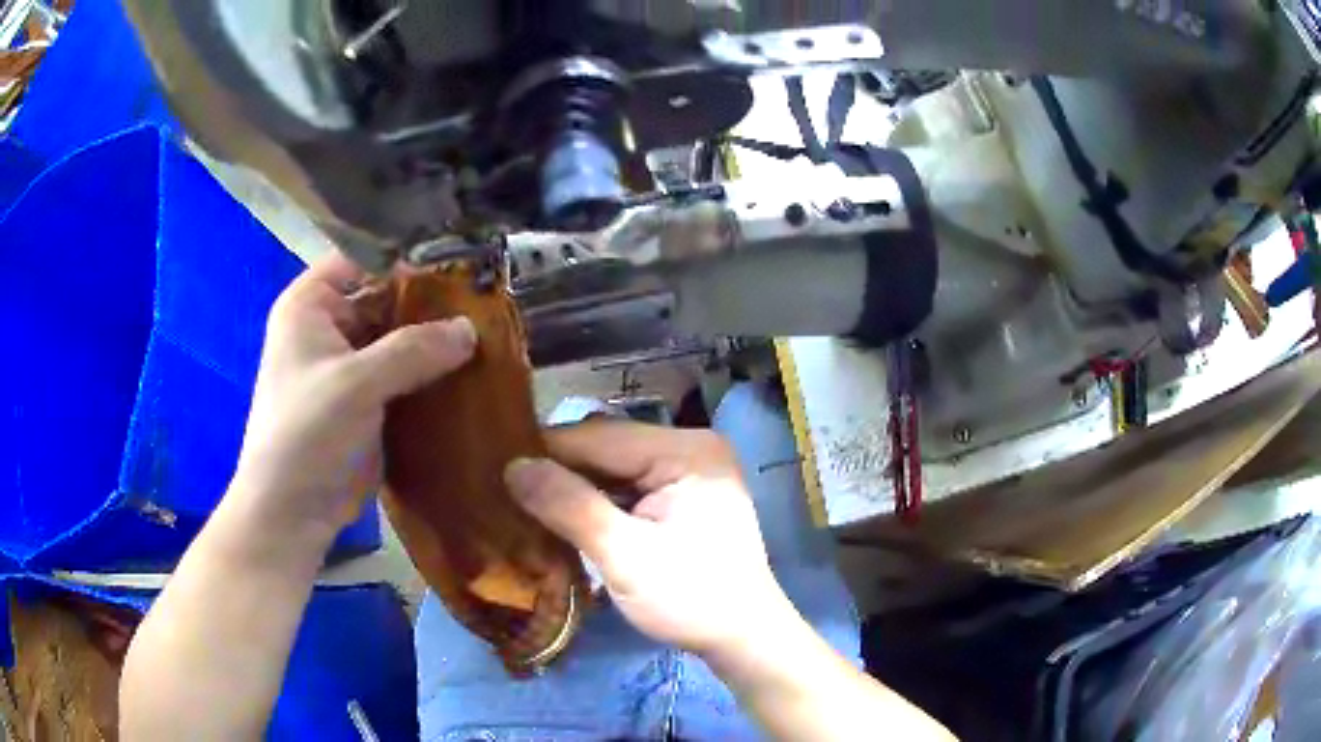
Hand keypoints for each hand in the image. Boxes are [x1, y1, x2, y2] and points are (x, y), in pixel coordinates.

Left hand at [234, 254, 476, 536]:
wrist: (295, 511)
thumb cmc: (306, 434)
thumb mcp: (355, 384)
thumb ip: (412, 350)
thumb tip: (471, 329)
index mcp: (311, 305)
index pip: (363, 259)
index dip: (406, 259)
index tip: (459, 266)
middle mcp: (330, 326)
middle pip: (386, 297)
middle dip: (430, 302)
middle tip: (485, 303)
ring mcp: (351, 364)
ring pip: (400, 337)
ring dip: (435, 340)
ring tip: (489, 333)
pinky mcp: (369, 398)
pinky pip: (405, 373)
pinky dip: (432, 372)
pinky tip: (472, 370)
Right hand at [504, 422, 793, 655]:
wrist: (743, 638)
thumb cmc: (691, 598)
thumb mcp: (625, 556)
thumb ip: (569, 506)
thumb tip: (513, 466)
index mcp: (685, 450)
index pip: (598, 437)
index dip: (545, 451)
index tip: (494, 466)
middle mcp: (689, 447)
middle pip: (606, 448)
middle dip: (558, 470)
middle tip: (504, 488)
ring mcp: (687, 471)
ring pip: (612, 468)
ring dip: (574, 486)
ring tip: (523, 501)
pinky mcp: (681, 496)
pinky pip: (627, 487)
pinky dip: (595, 500)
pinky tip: (563, 515)